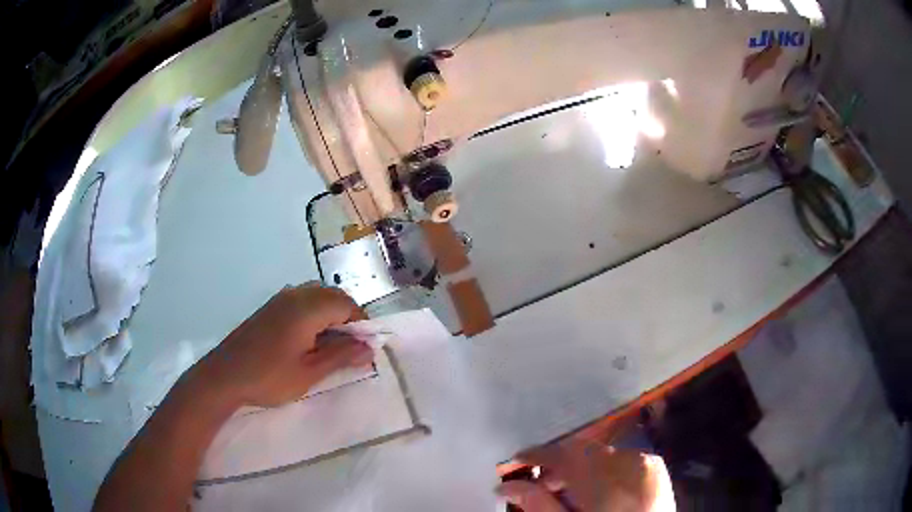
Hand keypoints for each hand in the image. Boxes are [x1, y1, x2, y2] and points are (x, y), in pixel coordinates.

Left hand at [192, 284, 373, 408]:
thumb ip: (341, 356)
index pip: (346, 304)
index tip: (364, 349)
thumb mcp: (310, 372)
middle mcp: (295, 295)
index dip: (361, 325)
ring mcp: (279, 300)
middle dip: (347, 318)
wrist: (225, 376)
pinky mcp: (269, 308)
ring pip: (316, 296)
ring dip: (330, 315)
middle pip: (333, 296)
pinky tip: (308, 340)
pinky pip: (301, 301)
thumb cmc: (269, 377)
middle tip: (349, 348)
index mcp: (307, 308)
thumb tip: (369, 348)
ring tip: (330, 345)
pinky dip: (314, 315)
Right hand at [497, 437, 672, 511]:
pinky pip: (622, 460)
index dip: (538, 455)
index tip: (516, 460)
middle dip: (558, 465)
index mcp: (609, 478)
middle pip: (584, 452)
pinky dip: (603, 470)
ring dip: (580, 468)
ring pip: (602, 455)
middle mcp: (631, 461)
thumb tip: (507, 486)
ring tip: (566, 492)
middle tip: (539, 485)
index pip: (565, 454)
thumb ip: (539, 505)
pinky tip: (594, 491)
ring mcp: (648, 464)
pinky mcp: (658, 470)